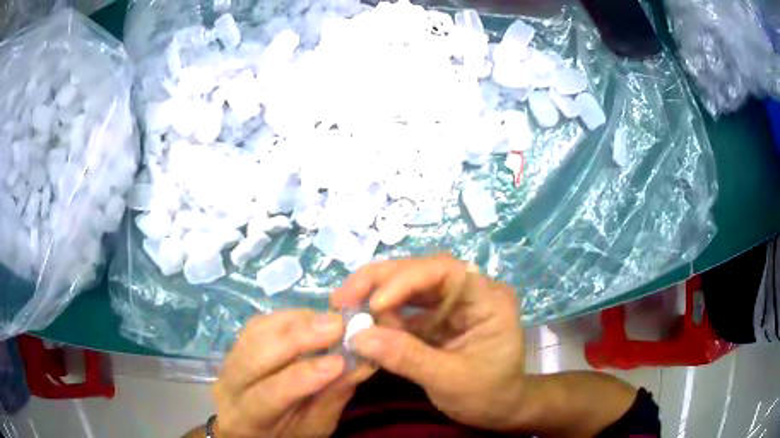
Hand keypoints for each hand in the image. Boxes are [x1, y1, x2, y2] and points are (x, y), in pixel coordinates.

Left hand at [213, 310, 374, 437]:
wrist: (250, 425)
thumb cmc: (285, 433)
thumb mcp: (313, 428)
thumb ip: (332, 399)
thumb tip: (361, 364)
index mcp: (245, 417)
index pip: (268, 395)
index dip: (302, 376)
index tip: (339, 361)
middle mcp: (228, 384)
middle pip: (255, 355)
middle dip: (297, 337)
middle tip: (337, 325)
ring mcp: (229, 359)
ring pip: (255, 332)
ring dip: (295, 322)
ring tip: (330, 319)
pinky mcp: (237, 343)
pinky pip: (259, 323)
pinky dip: (288, 317)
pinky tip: (312, 318)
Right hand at [330, 255, 526, 430]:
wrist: (498, 409)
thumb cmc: (487, 394)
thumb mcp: (449, 380)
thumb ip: (406, 357)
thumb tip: (357, 335)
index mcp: (488, 299)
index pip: (445, 271)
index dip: (406, 280)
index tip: (375, 304)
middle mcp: (470, 292)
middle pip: (422, 272)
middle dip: (380, 282)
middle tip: (342, 297)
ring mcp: (453, 304)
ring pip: (409, 286)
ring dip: (376, 296)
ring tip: (346, 311)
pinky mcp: (438, 318)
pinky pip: (406, 309)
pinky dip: (382, 317)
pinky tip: (364, 326)